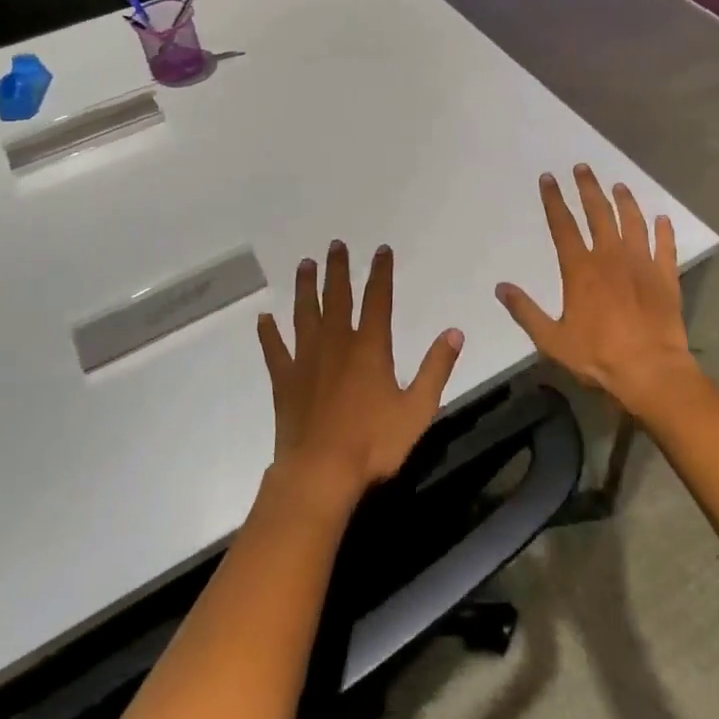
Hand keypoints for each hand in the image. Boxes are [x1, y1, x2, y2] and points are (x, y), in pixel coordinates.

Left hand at [258, 241, 463, 504]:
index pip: (378, 299)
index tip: (381, 250)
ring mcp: (306, 360)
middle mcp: (336, 344)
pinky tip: (264, 319)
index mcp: (369, 348)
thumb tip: (455, 332)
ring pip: (304, 314)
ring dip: (305, 288)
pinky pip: (275, 350)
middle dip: (338, 269)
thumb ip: (436, 368)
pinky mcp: (285, 381)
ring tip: (305, 264)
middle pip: (337, 298)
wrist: (320, 473)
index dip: (381, 272)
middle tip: (335, 244)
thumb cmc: (373, 443)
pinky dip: (269, 333)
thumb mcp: (417, 409)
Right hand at [496, 165, 698, 417]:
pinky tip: (662, 219)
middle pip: (598, 212)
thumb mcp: (552, 340)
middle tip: (583, 168)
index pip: (563, 225)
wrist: (651, 370)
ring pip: (632, 222)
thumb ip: (525, 311)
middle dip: (588, 188)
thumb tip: (501, 288)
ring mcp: (641, 264)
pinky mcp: (665, 277)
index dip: (554, 200)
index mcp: (580, 269)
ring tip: (619, 186)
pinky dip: (664, 231)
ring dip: (625, 201)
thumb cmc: (598, 355)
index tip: (548, 178)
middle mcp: (611, 257)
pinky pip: (665, 246)